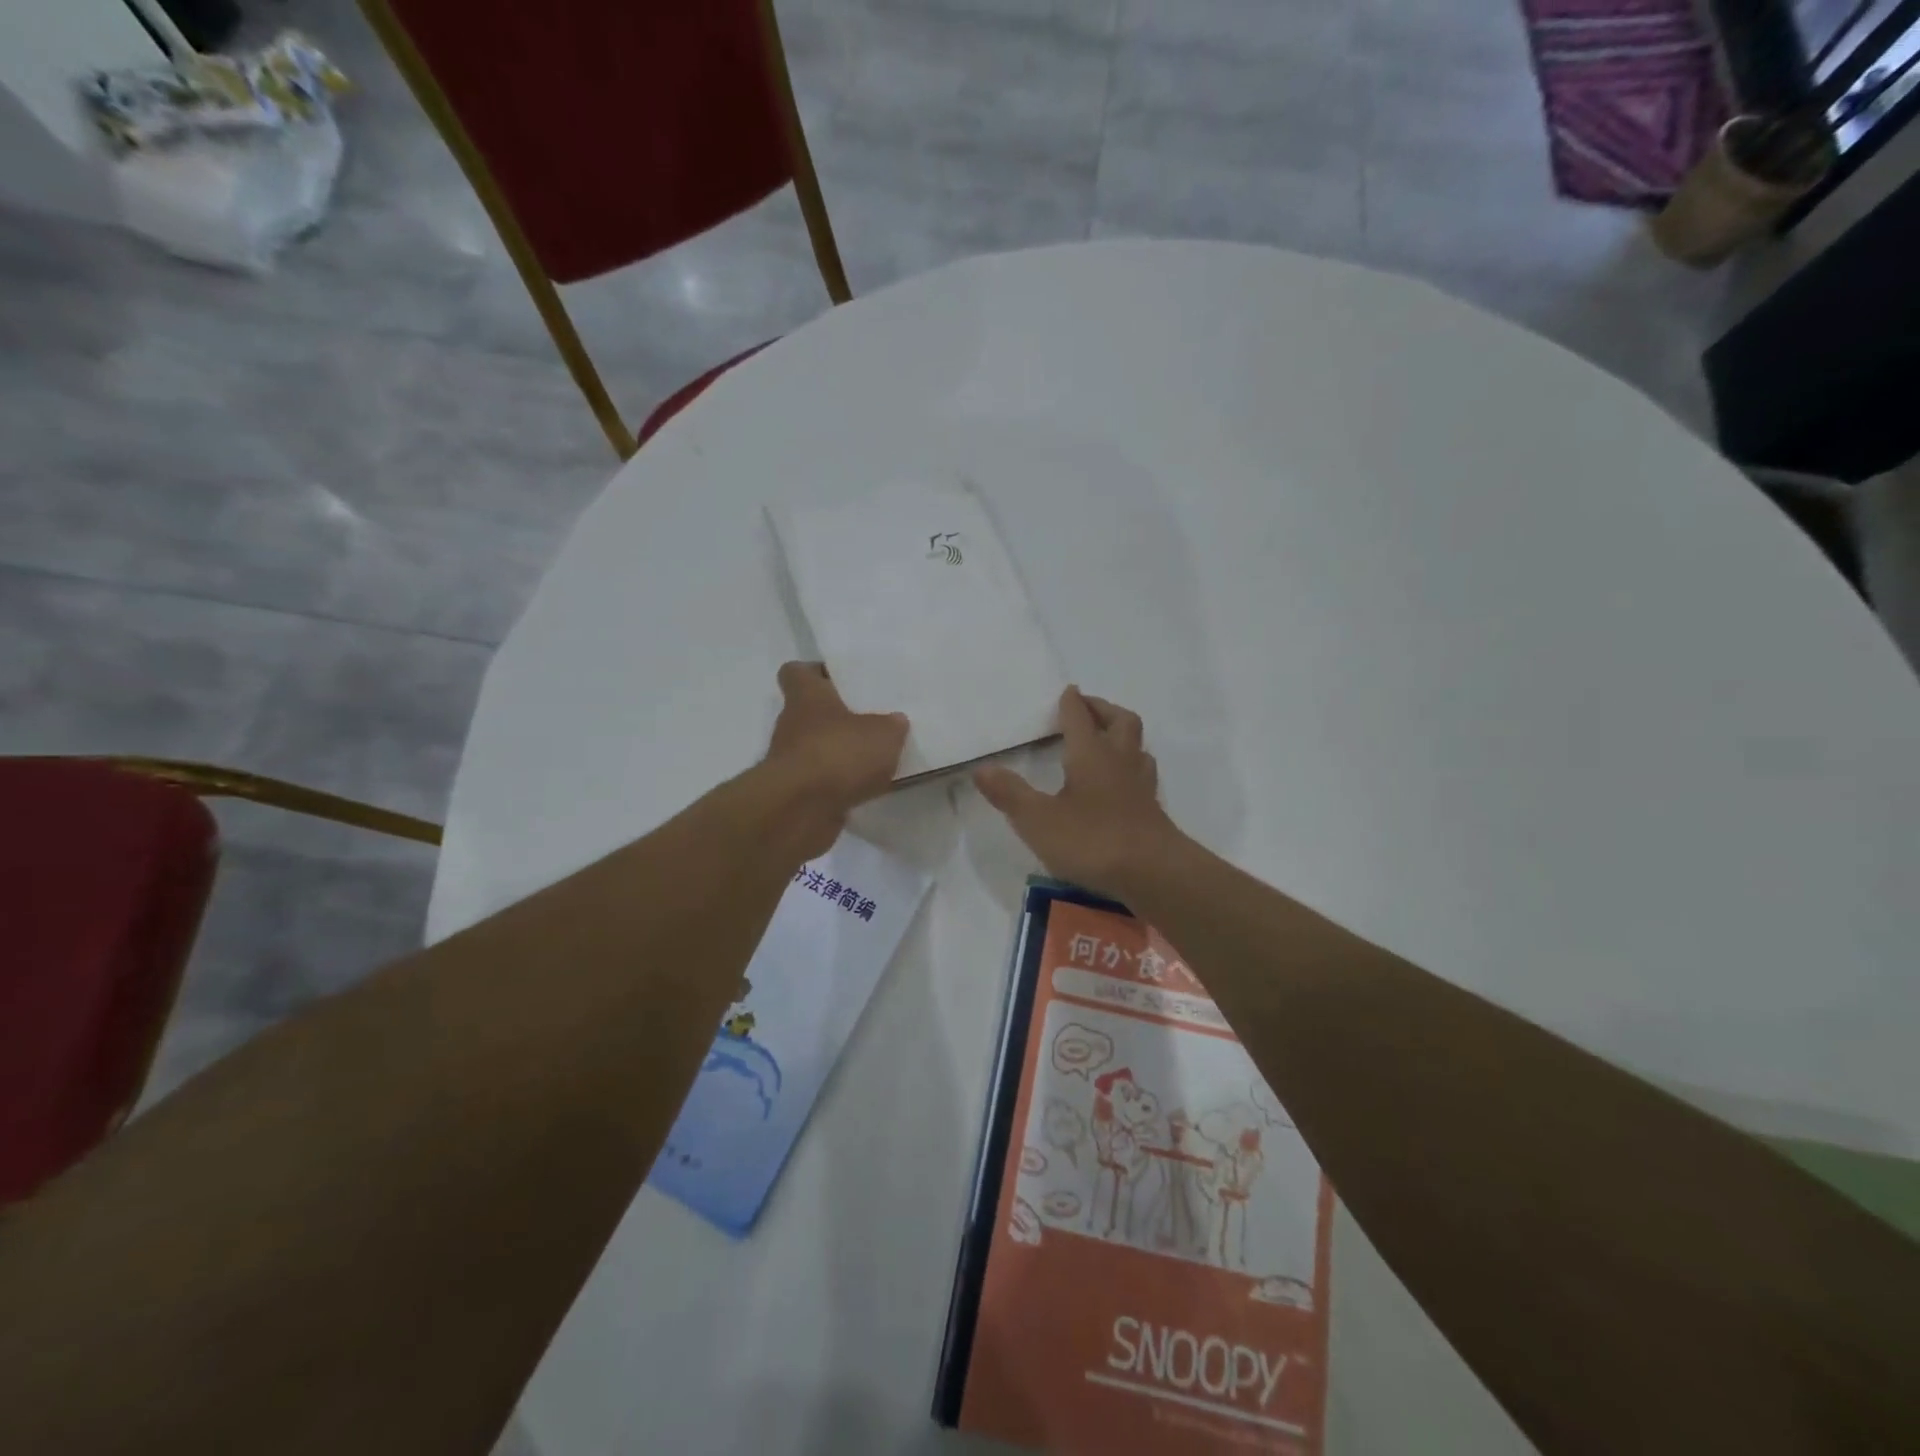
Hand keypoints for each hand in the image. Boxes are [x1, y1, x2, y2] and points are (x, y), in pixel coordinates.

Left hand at [763, 662, 908, 855]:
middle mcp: (792, 726)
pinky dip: (840, 786)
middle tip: (873, 724)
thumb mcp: (883, 733)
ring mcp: (791, 763)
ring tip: (876, 761)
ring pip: (818, 750)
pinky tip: (867, 791)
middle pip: (812, 714)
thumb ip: (891, 726)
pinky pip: (822, 783)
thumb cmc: (839, 754)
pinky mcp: (796, 795)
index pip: (797, 673)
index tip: (840, 680)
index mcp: (807, 698)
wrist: (800, 811)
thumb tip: (894, 722)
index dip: (816, 673)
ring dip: (840, 756)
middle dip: (839, 720)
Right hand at [974, 687, 1184, 896]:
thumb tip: (981, 768)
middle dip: (1102, 709)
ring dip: (1121, 735)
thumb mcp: (1038, 820)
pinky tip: (1120, 783)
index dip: (1071, 703)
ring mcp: (1140, 785)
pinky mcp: (1152, 809)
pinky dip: (1130, 767)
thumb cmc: (1092, 840)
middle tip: (1086, 708)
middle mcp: (1119, 760)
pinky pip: (1142, 774)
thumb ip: (1010, 793)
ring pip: (1137, 745)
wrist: (1154, 873)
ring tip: (1105, 740)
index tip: (1067, 691)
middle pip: (1119, 721)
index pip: (1079, 717)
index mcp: (1090, 754)